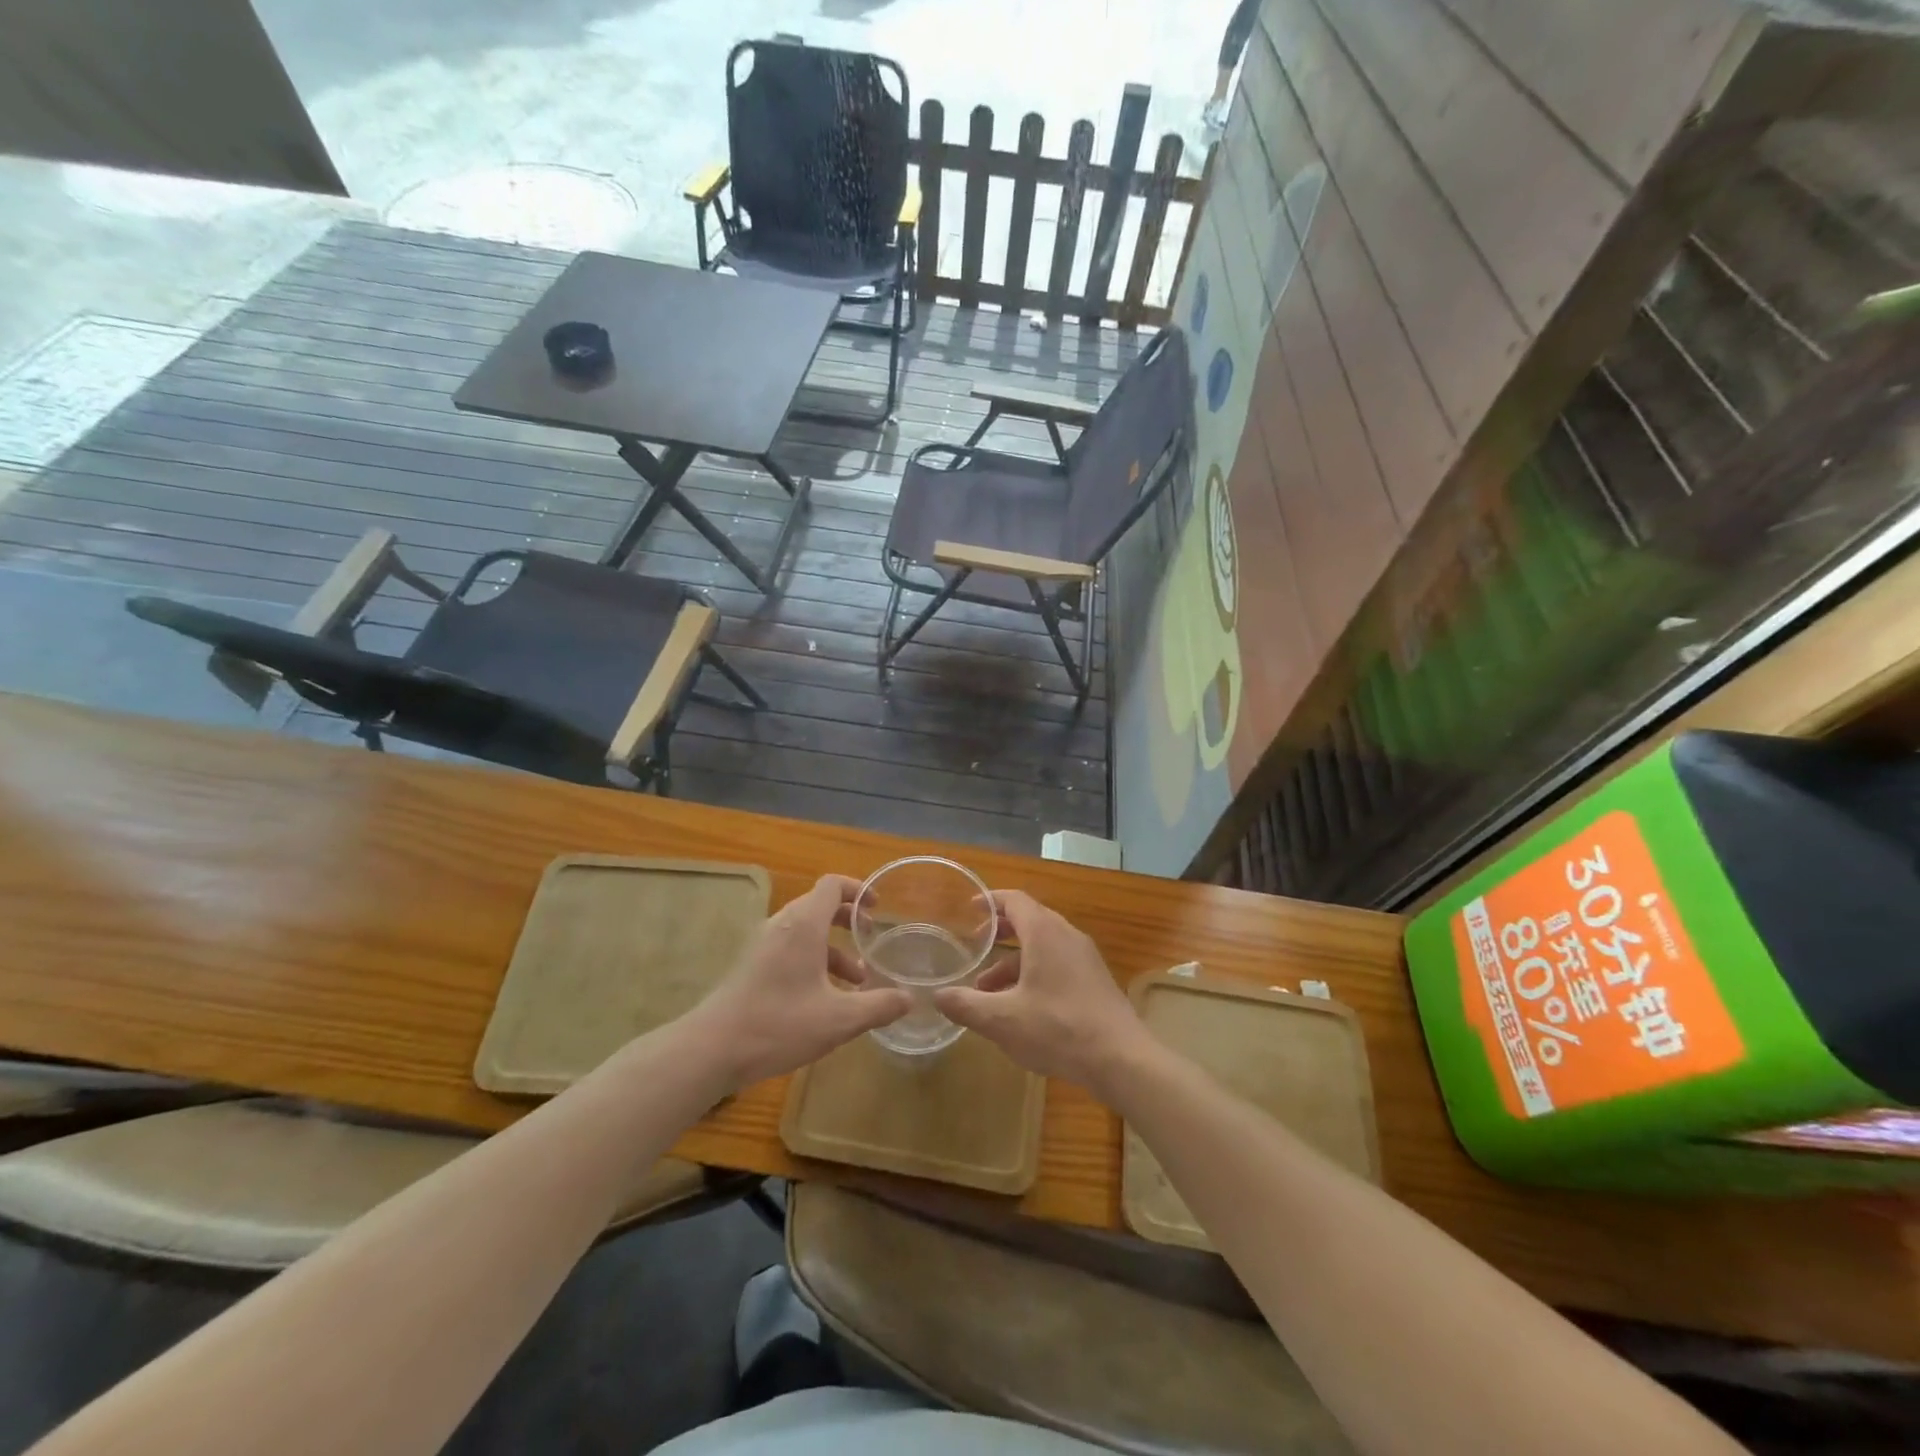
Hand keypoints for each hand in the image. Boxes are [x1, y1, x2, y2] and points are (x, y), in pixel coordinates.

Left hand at [684, 875, 911, 1091]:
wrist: (711, 1049)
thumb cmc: (778, 1024)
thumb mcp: (838, 1019)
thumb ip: (878, 1006)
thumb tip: (909, 998)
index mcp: (803, 925)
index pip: (832, 885)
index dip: (857, 889)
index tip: (877, 907)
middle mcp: (781, 926)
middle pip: (818, 905)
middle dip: (848, 919)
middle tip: (870, 938)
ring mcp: (762, 945)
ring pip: (804, 931)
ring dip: (832, 947)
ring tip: (856, 981)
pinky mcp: (751, 966)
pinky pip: (789, 949)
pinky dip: (812, 961)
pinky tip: (824, 999)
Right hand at [933, 890, 1146, 1092]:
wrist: (1121, 1059)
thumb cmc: (1058, 1029)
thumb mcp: (1002, 1020)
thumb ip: (966, 1005)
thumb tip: (937, 995)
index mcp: (1045, 933)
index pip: (1015, 900)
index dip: (991, 901)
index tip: (970, 908)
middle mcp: (1067, 936)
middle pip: (1030, 920)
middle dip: (1001, 932)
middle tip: (976, 945)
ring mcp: (1085, 958)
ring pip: (1043, 947)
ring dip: (1014, 961)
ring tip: (988, 991)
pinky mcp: (1095, 980)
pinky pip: (1058, 964)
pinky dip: (1034, 973)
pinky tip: (1021, 1007)